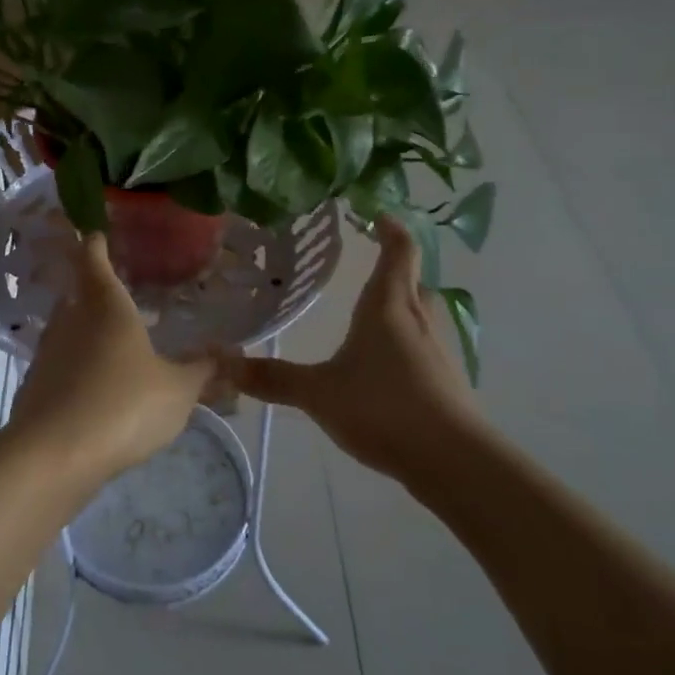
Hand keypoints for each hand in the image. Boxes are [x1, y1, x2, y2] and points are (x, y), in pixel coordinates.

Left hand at [7, 234, 216, 479]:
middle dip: (95, 293)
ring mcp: (46, 354)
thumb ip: (203, 371)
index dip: (95, 244)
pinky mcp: (34, 388)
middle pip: (77, 295)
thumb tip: (231, 354)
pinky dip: (76, 370)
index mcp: (105, 306)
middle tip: (119, 297)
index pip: (93, 259)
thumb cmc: (125, 405)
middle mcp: (69, 320)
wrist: (55, 456)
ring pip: (66, 332)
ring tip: (113, 346)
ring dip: (85, 334)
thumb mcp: (178, 391)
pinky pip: (59, 368)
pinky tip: (95, 390)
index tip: (97, 234)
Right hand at [222, 216, 487, 485]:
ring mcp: (438, 350)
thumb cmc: (382, 407)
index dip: (391, 229)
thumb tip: (222, 363)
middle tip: (370, 268)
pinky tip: (387, 369)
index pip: (399, 252)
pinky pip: (425, 348)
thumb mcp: (318, 392)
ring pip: (422, 315)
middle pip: (413, 281)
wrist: (452, 459)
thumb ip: (272, 378)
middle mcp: (418, 319)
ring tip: (374, 317)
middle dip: (396, 270)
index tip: (378, 215)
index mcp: (388, 306)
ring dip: (403, 308)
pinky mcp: (447, 381)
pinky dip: (408, 345)